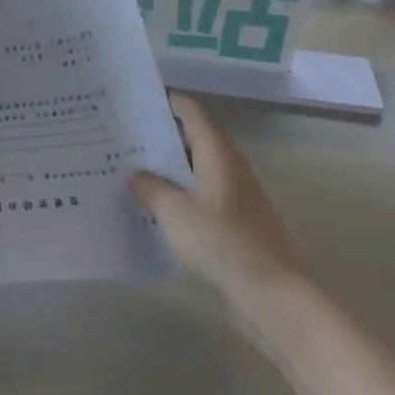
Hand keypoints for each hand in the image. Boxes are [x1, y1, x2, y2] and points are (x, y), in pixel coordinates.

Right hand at [130, 93, 304, 298]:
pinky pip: (202, 197)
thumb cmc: (222, 242)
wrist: (272, 292)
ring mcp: (236, 195)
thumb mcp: (174, 212)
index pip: (191, 112)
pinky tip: (156, 210)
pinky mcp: (237, 222)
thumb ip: (151, 188)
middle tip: (122, 139)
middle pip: (193, 139)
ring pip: (196, 170)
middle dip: (161, 137)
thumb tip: (137, 176)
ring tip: (131, 172)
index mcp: (217, 152)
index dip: (166, 103)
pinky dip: (180, 196)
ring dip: (169, 169)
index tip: (135, 102)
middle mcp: (230, 166)